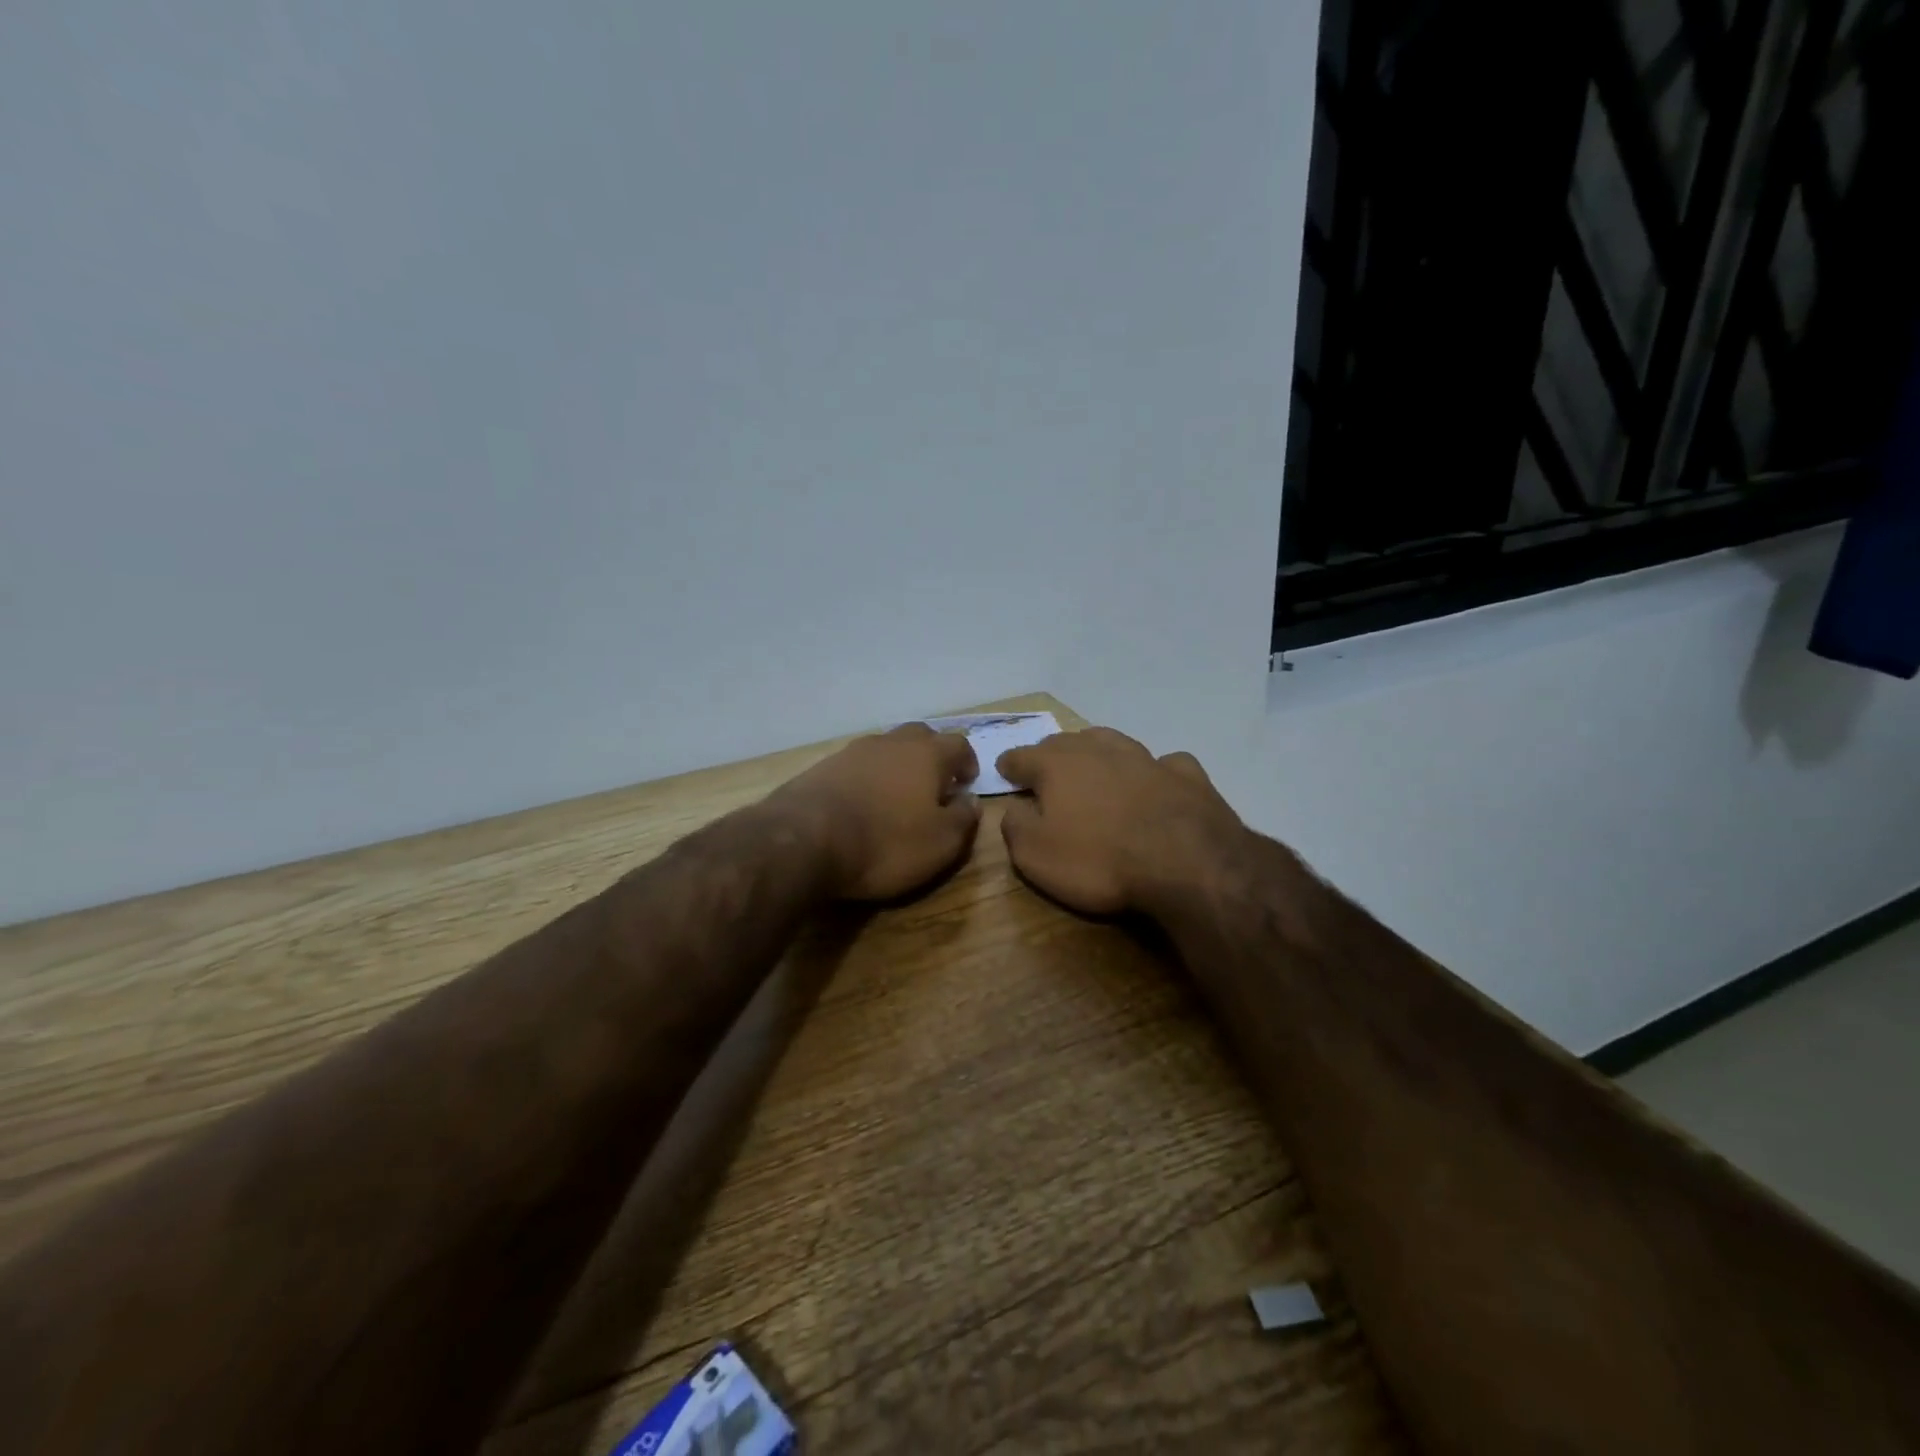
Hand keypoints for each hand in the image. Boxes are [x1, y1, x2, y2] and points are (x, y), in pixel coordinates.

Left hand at [773, 723, 980, 900]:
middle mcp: (891, 742)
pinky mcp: (823, 767)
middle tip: (935, 785)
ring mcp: (853, 751)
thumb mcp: (940, 843)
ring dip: (897, 766)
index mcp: (927, 754)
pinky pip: (857, 765)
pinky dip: (867, 778)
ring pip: (886, 748)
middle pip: (920, 737)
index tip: (966, 784)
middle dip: (932, 756)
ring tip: (897, 796)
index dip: (967, 762)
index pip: (959, 744)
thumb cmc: (886, 842)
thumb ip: (964, 818)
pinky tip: (863, 802)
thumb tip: (971, 800)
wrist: (805, 840)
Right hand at [996, 727, 1246, 916]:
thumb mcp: (1036, 855)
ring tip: (1094, 764)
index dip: (1010, 764)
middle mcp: (1099, 751)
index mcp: (1057, 765)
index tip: (1004, 770)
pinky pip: (1163, 763)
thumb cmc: (1099, 860)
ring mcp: (1146, 758)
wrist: (1186, 863)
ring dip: (1098, 751)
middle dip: (1051, 753)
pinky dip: (1152, 770)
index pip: (1022, 756)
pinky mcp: (1186, 775)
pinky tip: (1156, 782)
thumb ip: (1015, 826)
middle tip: (1046, 769)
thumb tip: (1014, 808)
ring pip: (1113, 742)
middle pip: (1067, 742)